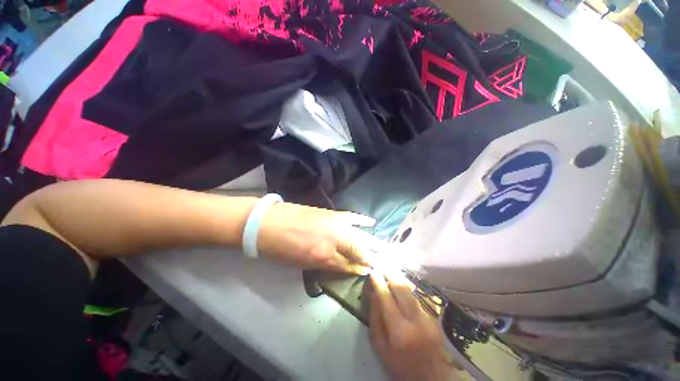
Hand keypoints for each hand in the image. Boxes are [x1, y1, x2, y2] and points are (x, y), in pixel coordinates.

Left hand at [257, 202, 380, 273]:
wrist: (267, 223)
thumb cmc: (281, 249)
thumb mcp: (302, 263)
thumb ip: (326, 264)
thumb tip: (343, 265)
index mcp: (324, 256)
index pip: (348, 265)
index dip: (359, 269)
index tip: (369, 271)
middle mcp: (334, 239)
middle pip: (357, 249)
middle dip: (369, 256)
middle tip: (379, 261)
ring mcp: (334, 223)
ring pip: (358, 234)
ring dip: (370, 241)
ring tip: (382, 247)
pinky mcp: (331, 213)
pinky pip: (351, 217)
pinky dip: (362, 220)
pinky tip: (371, 222)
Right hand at [369, 273, 458, 380]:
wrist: (430, 379)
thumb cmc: (400, 365)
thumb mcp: (380, 347)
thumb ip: (375, 319)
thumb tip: (373, 293)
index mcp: (399, 331)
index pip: (386, 298)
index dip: (378, 282)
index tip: (373, 272)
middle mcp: (416, 321)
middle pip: (402, 289)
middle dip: (391, 274)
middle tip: (382, 265)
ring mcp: (428, 318)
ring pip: (412, 290)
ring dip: (400, 277)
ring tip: (391, 269)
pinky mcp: (435, 317)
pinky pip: (419, 296)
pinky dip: (409, 286)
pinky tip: (402, 281)